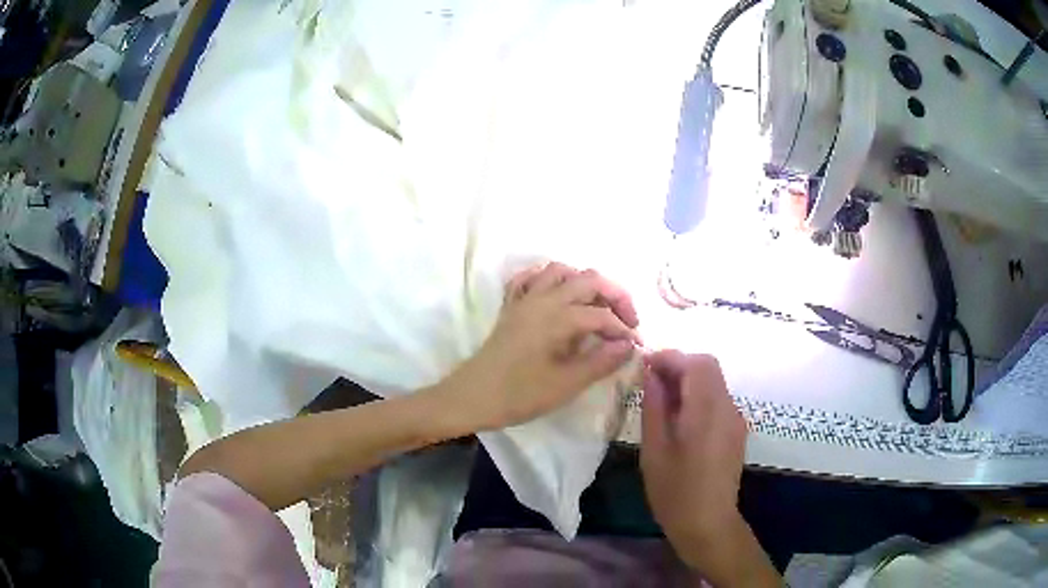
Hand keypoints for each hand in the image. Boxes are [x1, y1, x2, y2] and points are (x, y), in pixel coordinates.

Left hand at [441, 263, 639, 430]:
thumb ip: (601, 361)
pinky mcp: (511, 308)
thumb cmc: (519, 394)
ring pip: (559, 271)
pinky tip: (558, 297)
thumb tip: (629, 345)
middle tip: (627, 322)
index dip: (624, 329)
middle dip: (614, 296)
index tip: (637, 347)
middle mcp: (543, 298)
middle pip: (588, 279)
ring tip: (597, 307)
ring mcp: (524, 300)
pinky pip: (530, 280)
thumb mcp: (566, 384)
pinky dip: (548, 281)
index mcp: (558, 317)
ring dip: (584, 283)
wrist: (472, 397)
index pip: (602, 314)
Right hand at [641, 351, 778, 585]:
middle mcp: (727, 408)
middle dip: (679, 366)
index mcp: (707, 410)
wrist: (708, 523)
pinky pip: (717, 400)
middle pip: (708, 367)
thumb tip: (652, 376)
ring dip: (689, 380)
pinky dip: (698, 396)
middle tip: (651, 381)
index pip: (696, 363)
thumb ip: (654, 407)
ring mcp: (735, 420)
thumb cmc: (675, 491)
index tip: (645, 364)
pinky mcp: (736, 432)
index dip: (670, 357)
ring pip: (714, 382)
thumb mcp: (654, 450)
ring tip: (662, 401)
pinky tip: (681, 419)